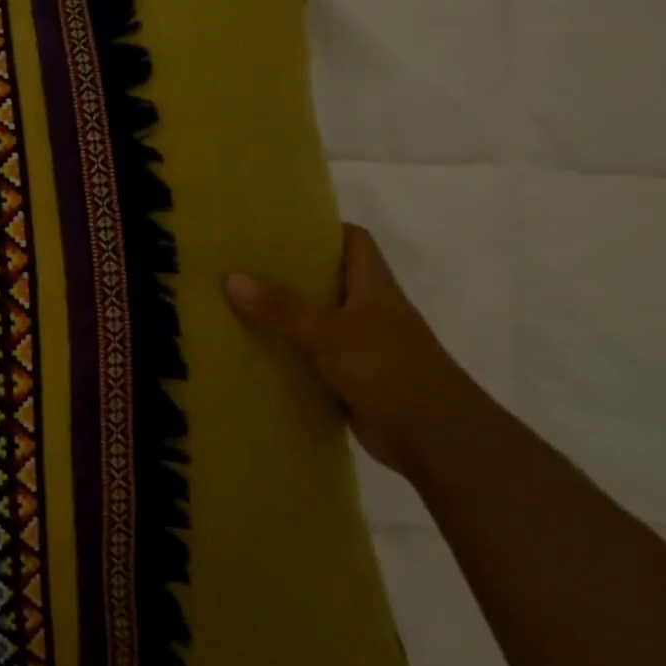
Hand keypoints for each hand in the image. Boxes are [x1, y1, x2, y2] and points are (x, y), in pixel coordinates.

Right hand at [225, 224, 490, 477]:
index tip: (277, 227)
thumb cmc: (390, 369)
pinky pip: (309, 357)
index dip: (322, 229)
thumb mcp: (331, 332)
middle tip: (240, 264)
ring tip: (233, 303)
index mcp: (374, 287)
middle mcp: (367, 311)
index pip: (353, 241)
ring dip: (281, 315)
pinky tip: (251, 352)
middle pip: (327, 279)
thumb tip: (231, 279)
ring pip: (314, 320)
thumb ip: (282, 308)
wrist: (434, 438)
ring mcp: (359, 346)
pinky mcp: (349, 378)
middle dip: (287, 271)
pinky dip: (285, 353)